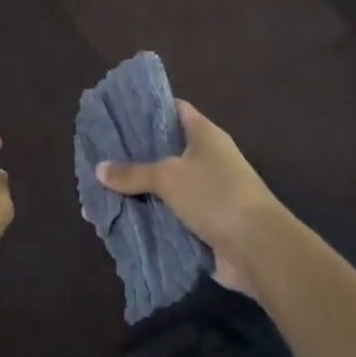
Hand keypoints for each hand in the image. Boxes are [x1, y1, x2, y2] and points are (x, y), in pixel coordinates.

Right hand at [95, 101, 280, 297]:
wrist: (257, 248)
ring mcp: (206, 192)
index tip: (118, 111)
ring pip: (164, 185)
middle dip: (134, 154)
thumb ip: (133, 172)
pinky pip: (169, 214)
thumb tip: (99, 169)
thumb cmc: (215, 195)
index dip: (148, 108)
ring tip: (100, 187)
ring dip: (138, 189)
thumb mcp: (168, 177)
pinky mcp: (203, 222)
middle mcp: (207, 159)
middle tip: (98, 152)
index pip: (175, 110)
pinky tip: (119, 217)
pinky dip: (148, 215)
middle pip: (165, 150)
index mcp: (204, 135)